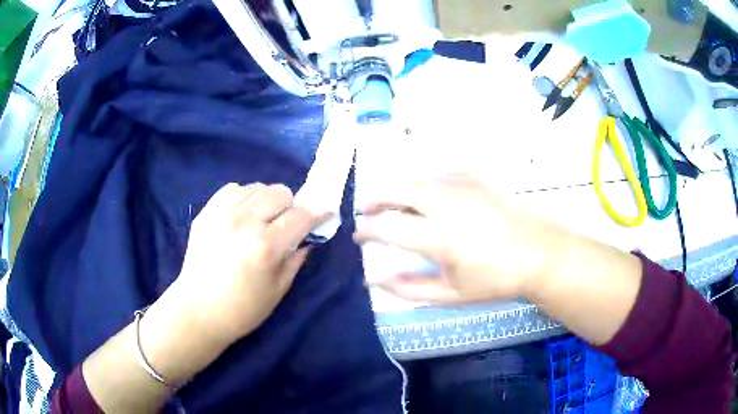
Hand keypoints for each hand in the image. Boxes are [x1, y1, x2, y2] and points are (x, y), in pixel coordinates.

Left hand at [165, 182, 328, 344]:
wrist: (198, 310)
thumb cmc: (243, 309)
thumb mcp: (279, 289)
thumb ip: (297, 257)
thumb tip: (309, 237)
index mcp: (266, 246)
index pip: (301, 215)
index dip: (317, 213)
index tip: (323, 215)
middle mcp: (244, 221)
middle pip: (280, 192)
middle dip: (289, 207)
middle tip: (283, 226)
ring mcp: (221, 213)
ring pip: (258, 187)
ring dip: (266, 202)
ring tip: (260, 222)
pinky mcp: (206, 212)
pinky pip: (234, 189)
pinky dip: (244, 199)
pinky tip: (240, 219)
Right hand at [354, 175, 563, 302]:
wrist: (538, 252)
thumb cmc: (496, 279)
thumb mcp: (451, 295)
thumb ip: (409, 288)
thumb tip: (375, 279)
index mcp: (441, 237)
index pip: (389, 226)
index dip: (367, 229)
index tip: (359, 236)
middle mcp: (448, 204)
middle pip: (397, 190)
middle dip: (374, 199)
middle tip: (366, 211)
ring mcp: (463, 185)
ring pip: (416, 179)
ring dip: (396, 191)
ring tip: (391, 205)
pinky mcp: (475, 177)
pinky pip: (437, 175)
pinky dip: (422, 185)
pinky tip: (425, 198)